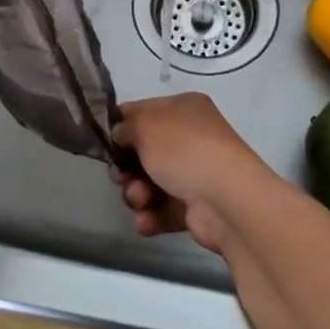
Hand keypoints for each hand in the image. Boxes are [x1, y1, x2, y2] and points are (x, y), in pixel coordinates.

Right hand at [111, 94, 279, 253]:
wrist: (227, 199)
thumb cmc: (184, 150)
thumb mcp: (145, 126)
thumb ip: (125, 128)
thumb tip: (120, 134)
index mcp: (184, 109)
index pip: (143, 111)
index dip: (120, 125)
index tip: (102, 141)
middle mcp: (191, 138)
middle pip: (144, 152)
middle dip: (127, 168)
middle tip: (121, 176)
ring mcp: (194, 173)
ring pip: (150, 183)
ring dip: (137, 194)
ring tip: (141, 199)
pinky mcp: (195, 207)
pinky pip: (162, 210)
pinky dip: (151, 216)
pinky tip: (147, 220)